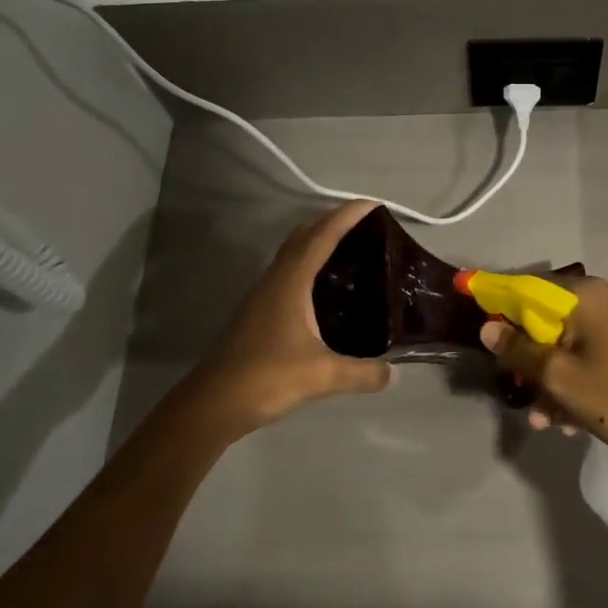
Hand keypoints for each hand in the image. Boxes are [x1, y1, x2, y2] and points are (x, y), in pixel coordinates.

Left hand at [179, 201, 393, 436]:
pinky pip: (290, 274)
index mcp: (290, 282)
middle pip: (304, 236)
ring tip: (352, 250)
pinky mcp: (259, 312)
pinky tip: (327, 290)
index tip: (374, 204)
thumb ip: (362, 372)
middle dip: (333, 222)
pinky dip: (310, 266)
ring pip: (294, 254)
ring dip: (319, 242)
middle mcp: (275, 280)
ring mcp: (264, 295)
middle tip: (367, 225)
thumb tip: (394, 373)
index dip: (347, 216)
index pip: (322, 236)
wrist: (212, 404)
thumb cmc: (266, 378)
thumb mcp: (322, 376)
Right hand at [479, 276, 607, 475]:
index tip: (479, 316)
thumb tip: (488, 328)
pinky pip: (592, 354)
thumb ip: (520, 350)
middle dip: (530, 358)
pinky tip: (568, 420)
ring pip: (570, 343)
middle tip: (517, 389)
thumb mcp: (559, 377)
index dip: (501, 301)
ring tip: (544, 420)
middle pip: (550, 319)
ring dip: (551, 379)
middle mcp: (607, 299)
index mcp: (588, 295)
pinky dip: (576, 380)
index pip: (531, 287)